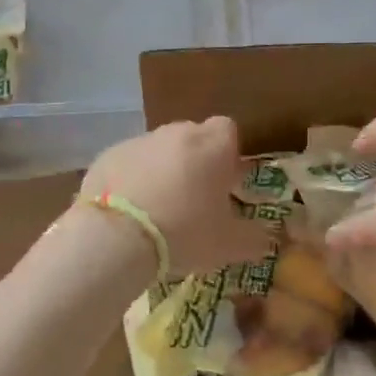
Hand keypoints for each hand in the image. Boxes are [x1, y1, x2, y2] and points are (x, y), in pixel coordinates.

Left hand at [81, 118, 272, 276]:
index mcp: (212, 145)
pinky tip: (128, 212)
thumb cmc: (184, 232)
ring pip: (159, 150)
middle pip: (193, 137)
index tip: (226, 182)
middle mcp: (177, 133)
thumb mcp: (229, 245)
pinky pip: (128, 163)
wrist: (116, 237)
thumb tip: (267, 239)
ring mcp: (139, 141)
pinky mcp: (107, 156)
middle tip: (194, 199)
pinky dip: (132, 180)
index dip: (229, 154)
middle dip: (196, 161)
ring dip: (163, 170)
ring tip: (158, 210)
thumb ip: (254, 238)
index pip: (228, 130)